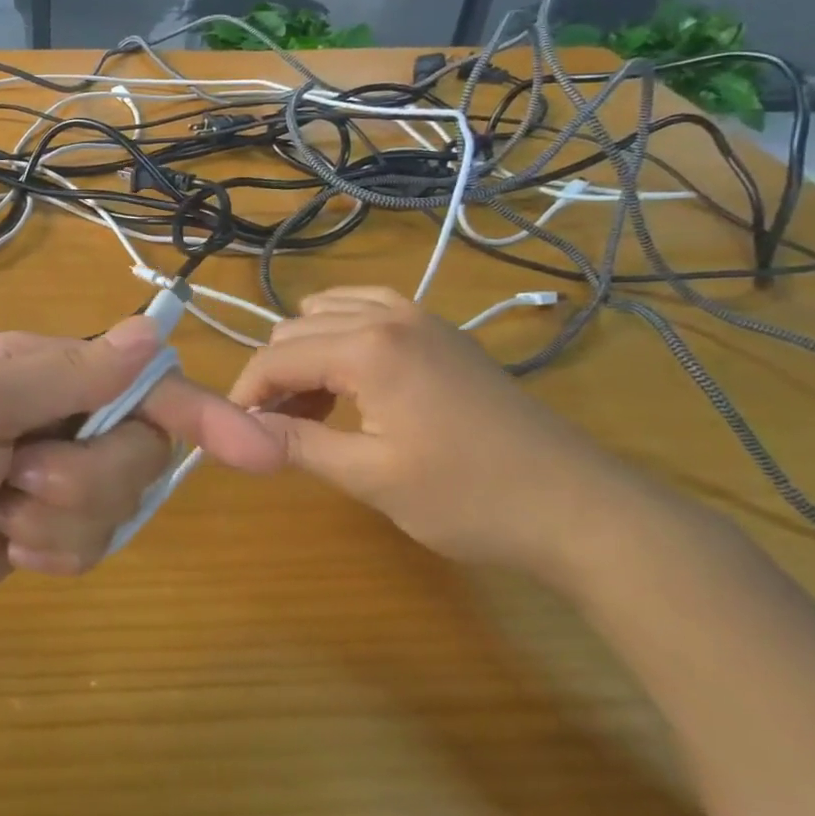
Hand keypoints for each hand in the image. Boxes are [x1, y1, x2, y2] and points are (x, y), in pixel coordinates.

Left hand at [0, 317, 283, 663]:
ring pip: (119, 500)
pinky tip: (5, 549)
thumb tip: (152, 331)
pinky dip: (56, 554)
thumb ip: (65, 371)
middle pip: (138, 448)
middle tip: (16, 483)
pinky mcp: (44, 532)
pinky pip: (93, 544)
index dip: (199, 412)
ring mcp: (51, 477)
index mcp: (42, 369)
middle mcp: (56, 415)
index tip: (257, 452)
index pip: (143, 380)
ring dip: (63, 519)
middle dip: (87, 479)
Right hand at [230, 285, 654, 588]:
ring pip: (326, 313)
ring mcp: (418, 316)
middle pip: (295, 331)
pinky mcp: (439, 329)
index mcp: (367, 346)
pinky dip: (342, 335)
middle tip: (279, 431)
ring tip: (314, 408)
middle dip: (275, 376)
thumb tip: (236, 431)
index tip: (236, 431)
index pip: (275, 357)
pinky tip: (352, 378)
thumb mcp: (372, 478)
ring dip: (307, 354)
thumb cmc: (470, 498)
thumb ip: (297, 444)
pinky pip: (367, 309)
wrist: (578, 506)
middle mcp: (386, 315)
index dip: (245, 393)